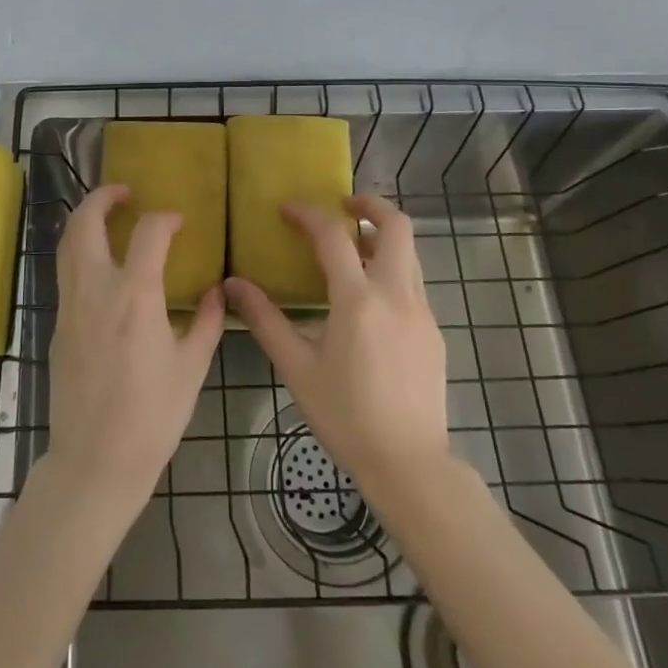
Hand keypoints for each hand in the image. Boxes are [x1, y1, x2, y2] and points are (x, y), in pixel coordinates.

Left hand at [47, 185, 224, 518]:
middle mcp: (95, 290)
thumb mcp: (191, 368)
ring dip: (84, 219)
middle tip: (124, 192)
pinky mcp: (57, 325)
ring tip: (107, 215)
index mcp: (135, 297)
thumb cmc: (151, 417)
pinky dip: (79, 251)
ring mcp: (70, 306)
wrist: (94, 461)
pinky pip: (65, 272)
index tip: (179, 221)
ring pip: (66, 244)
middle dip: (102, 197)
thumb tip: (216, 292)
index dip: (165, 219)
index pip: (148, 233)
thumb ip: (205, 322)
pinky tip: (100, 264)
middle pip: (85, 223)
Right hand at [226, 195, 450, 491]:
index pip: (333, 236)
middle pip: (397, 226)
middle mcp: (396, 295)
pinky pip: (414, 283)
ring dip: (383, 237)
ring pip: (410, 253)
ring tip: (353, 247)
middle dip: (371, 204)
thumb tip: (233, 285)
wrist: (408, 463)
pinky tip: (370, 299)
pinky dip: (392, 270)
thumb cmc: (345, 416)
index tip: (287, 208)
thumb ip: (265, 320)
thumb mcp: (296, 367)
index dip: (308, 214)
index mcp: (358, 300)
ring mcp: (422, 312)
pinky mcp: (434, 331)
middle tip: (343, 204)